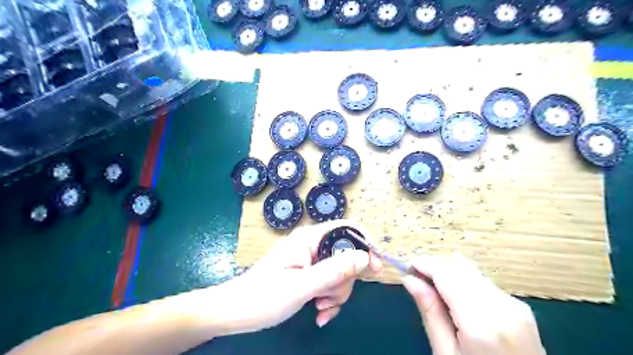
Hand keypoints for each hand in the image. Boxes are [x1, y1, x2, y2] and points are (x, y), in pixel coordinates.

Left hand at [209, 219, 382, 335]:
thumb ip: (333, 271)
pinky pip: (330, 282)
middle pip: (347, 255)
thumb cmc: (263, 297)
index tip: (376, 269)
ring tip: (319, 309)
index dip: (366, 245)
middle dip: (344, 281)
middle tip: (328, 299)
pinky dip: (330, 299)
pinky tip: (319, 313)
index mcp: (309, 238)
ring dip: (336, 294)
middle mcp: (313, 244)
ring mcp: (311, 259)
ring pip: (341, 272)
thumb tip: (365, 257)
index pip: (347, 229)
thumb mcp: (301, 286)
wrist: (236, 311)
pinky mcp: (309, 273)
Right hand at [402, 254, 546, 354]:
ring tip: (433, 289)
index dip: (423, 264)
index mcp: (482, 323)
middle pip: (458, 266)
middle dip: (434, 266)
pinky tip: (454, 296)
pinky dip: (462, 280)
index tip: (406, 269)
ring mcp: (514, 304)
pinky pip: (481, 280)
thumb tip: (410, 280)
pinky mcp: (519, 306)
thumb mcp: (446, 354)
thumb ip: (430, 313)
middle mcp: (502, 306)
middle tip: (416, 279)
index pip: (446, 273)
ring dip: (447, 272)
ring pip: (470, 269)